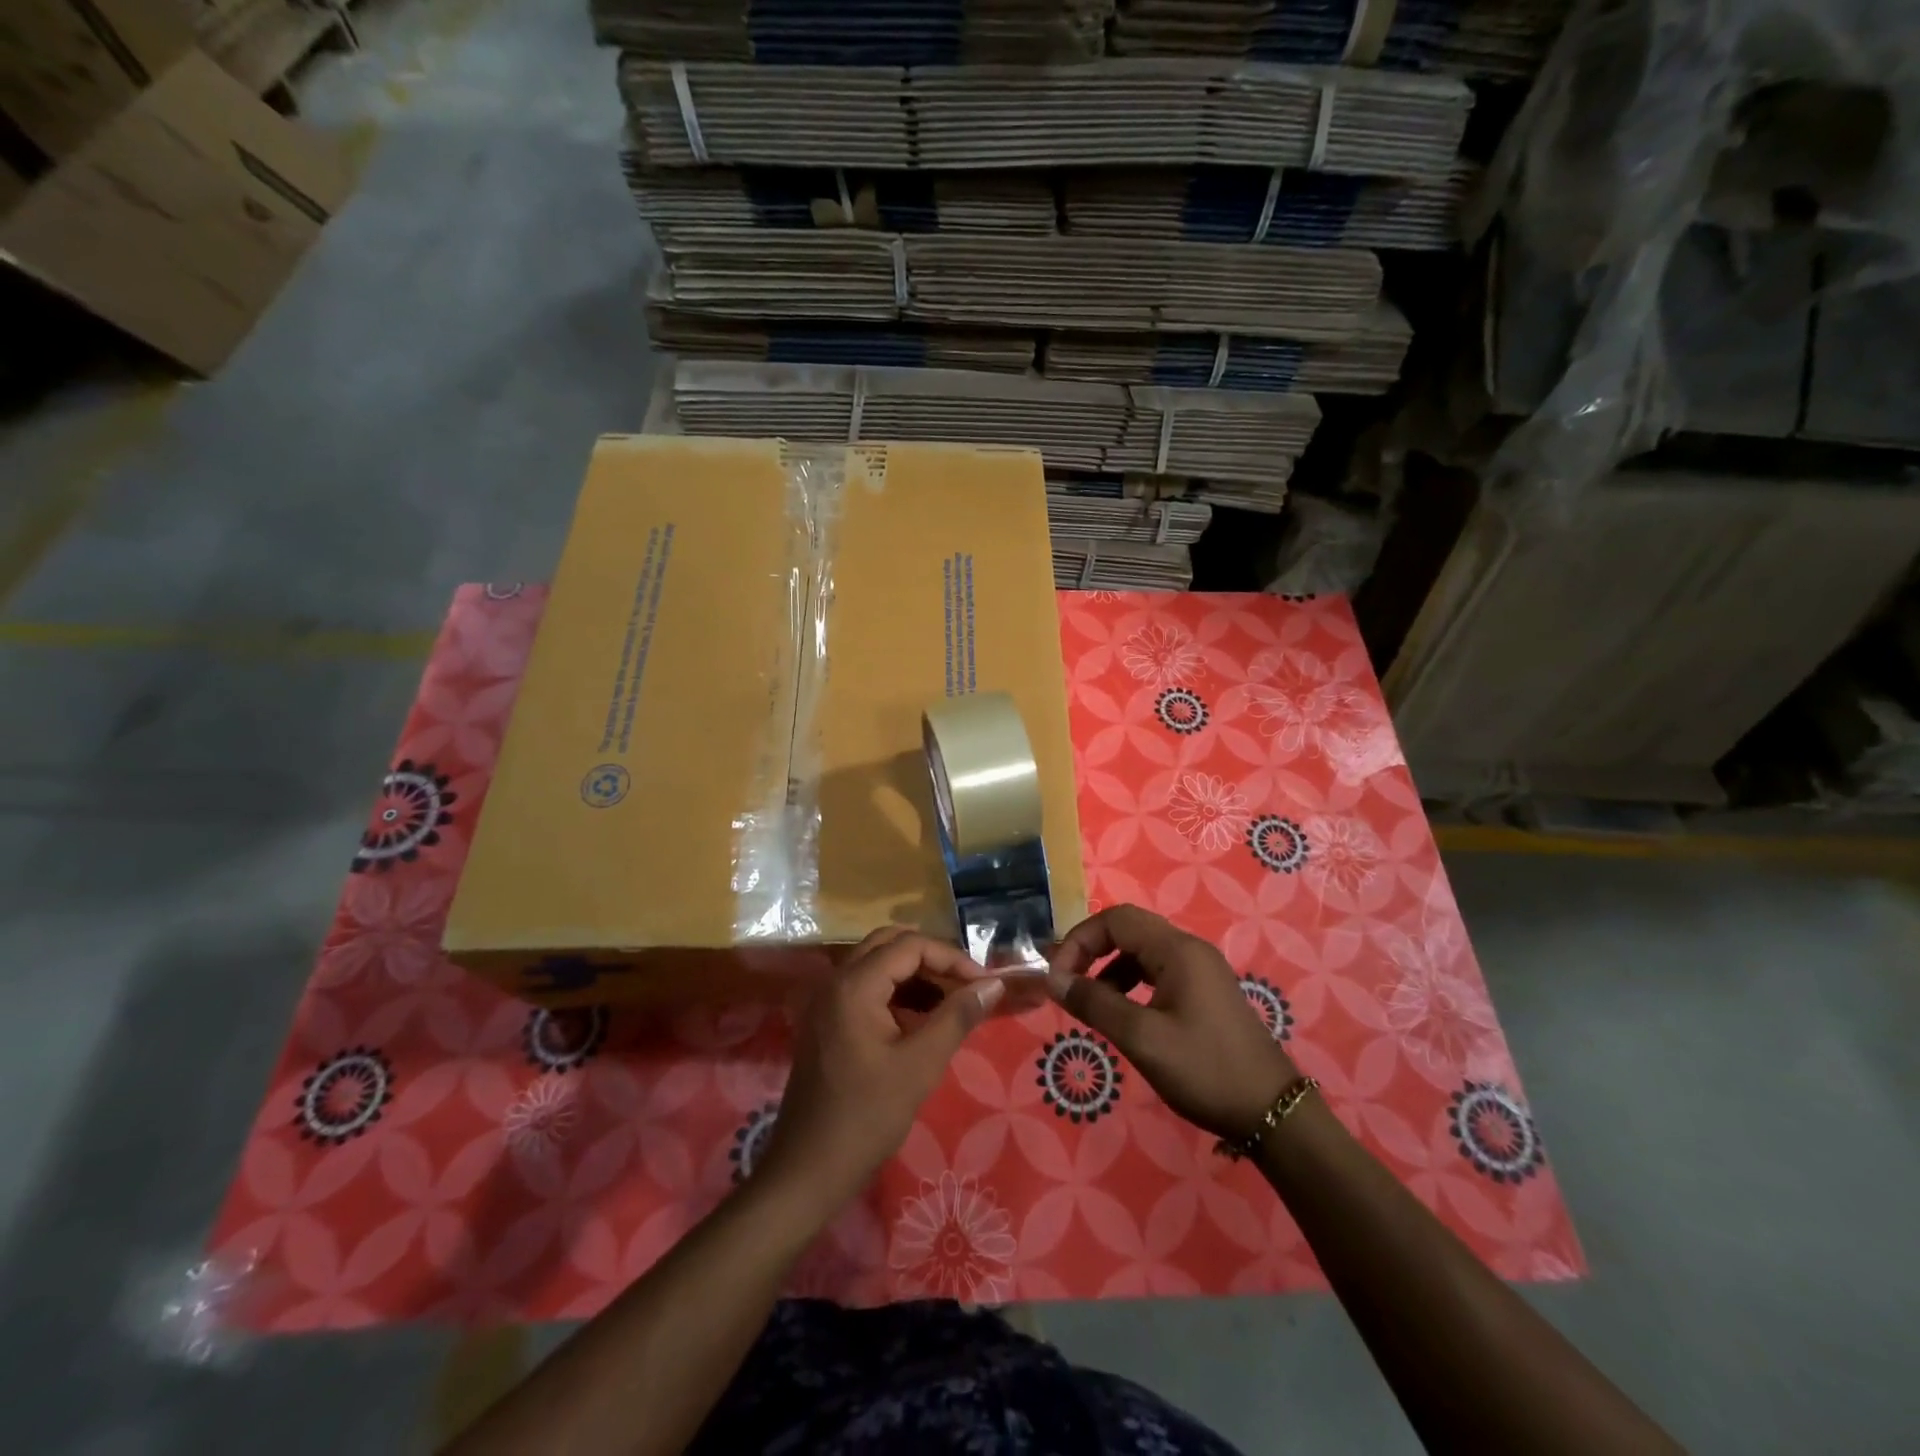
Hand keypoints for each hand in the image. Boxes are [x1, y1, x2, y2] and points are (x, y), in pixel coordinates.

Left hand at [754, 927, 1003, 1224]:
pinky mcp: (826, 1021)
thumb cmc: (866, 1117)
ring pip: (877, 964)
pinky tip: (922, 1020)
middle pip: (890, 944)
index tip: (984, 984)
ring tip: (952, 1002)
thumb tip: (994, 985)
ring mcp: (826, 1001)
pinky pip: (866, 988)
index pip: (910, 945)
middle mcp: (835, 980)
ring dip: (915, 975)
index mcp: (854, 985)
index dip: (951, 958)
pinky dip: (896, 993)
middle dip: (932, 959)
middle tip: (967, 985)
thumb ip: (957, 1017)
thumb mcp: (920, 1065)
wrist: (806, 1171)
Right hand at [1047, 905, 1297, 1141]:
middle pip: (1128, 930)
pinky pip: (1157, 973)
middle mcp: (1189, 950)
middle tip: (1067, 984)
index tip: (1058, 977)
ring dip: (1109, 970)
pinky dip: (1130, 985)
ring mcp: (1201, 971)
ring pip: (1141, 953)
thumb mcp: (1142, 1038)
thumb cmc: (1204, 1069)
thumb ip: (1095, 1004)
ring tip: (1090, 1004)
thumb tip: (1053, 979)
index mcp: (1177, 950)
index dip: (1080, 940)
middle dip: (1091, 951)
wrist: (1272, 1113)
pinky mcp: (1205, 993)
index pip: (1115, 919)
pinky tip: (1122, 1014)